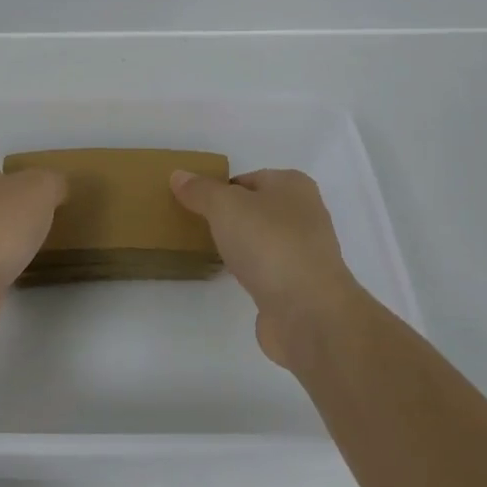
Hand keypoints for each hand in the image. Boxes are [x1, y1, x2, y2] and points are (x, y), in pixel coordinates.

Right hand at [171, 168, 364, 370]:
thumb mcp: (224, 206)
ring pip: (261, 240)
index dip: (219, 189)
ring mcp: (305, 252)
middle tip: (196, 227)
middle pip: (255, 209)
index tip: (193, 205)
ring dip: (239, 245)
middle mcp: (304, 214)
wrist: (307, 311)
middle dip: (228, 217)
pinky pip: (266, 269)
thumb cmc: (268, 243)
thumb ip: (200, 190)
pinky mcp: (300, 285)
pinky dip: (249, 271)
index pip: (247, 179)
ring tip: (209, 251)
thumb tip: (179, 175)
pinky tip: (231, 277)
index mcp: (293, 185)